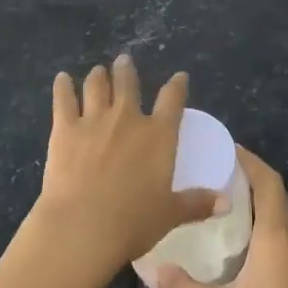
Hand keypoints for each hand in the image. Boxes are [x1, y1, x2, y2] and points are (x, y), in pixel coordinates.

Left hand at [28, 56, 218, 273]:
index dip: (177, 85)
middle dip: (127, 70)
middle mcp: (128, 118)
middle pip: (128, 83)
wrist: (83, 226)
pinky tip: (61, 78)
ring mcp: (94, 120)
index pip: (173, 100)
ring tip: (98, 70)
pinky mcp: (65, 129)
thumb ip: (197, 204)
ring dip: (98, 76)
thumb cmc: (133, 222)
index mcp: (158, 135)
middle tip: (124, 60)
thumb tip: (226, 202)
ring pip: (96, 86)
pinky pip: (63, 99)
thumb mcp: (171, 214)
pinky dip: (62, 87)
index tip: (180, 77)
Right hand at [151, 146, 287, 287]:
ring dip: (261, 207)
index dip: (250, 161)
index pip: (268, 183)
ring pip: (285, 219)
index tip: (228, 149)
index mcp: (277, 239)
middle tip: (219, 175)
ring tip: (228, 207)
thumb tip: (152, 268)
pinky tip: (249, 246)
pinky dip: (271, 230)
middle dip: (252, 181)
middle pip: (277, 196)